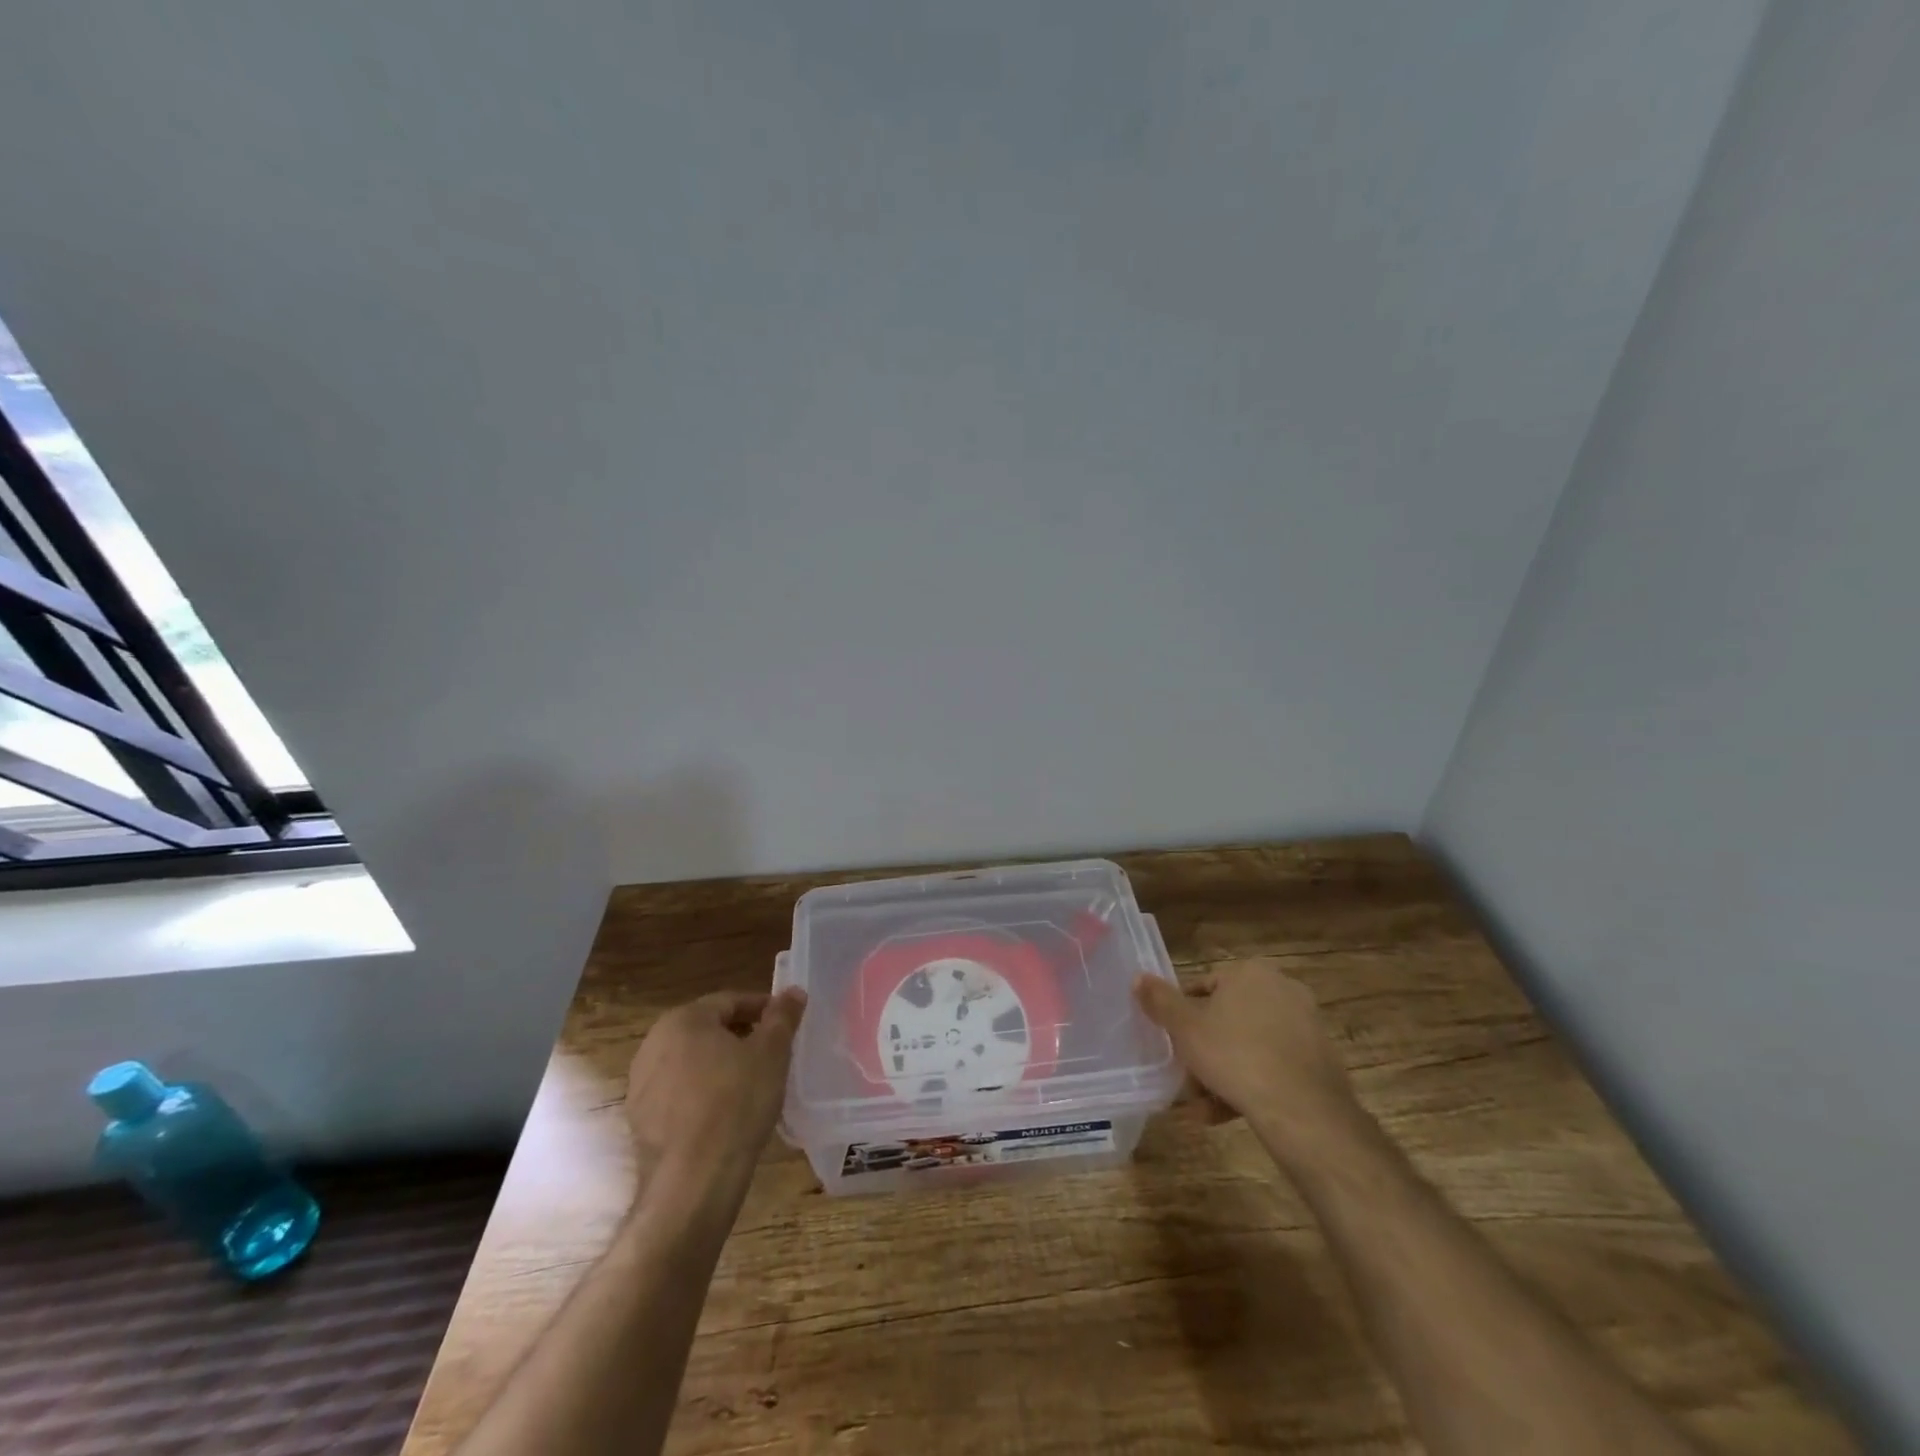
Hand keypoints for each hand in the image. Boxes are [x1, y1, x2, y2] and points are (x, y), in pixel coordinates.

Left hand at [624, 988, 805, 1192]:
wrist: (693, 1180)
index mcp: (684, 1019)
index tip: (785, 1023)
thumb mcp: (772, 1053)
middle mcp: (654, 1043)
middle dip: (739, 1036)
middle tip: (771, 1051)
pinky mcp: (639, 1119)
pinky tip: (725, 1111)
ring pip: (691, 1061)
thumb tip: (793, 991)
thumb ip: (783, 1016)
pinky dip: (701, 1092)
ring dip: (719, 1064)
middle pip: (707, 1029)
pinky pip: (678, 1092)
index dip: (762, 1008)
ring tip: (750, 1081)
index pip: (730, 1001)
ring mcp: (641, 1083)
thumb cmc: (737, 1102)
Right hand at [1134, 960, 1363, 1162]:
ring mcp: (1305, 1024)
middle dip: (1204, 1050)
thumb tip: (1138, 976)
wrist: (1303, 1111)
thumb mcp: (1185, 1028)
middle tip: (1186, 1078)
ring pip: (1249, 1045)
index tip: (1172, 1043)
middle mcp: (1282, 988)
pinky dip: (1251, 1084)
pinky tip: (1227, 1113)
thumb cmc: (1235, 1056)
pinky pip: (1273, 1065)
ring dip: (1222, 1073)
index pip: (1204, 986)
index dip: (1182, 1016)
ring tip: (1202, 1107)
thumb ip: (1159, 1000)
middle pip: (1227, 1018)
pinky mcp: (1319, 1059)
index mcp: (1250, 972)